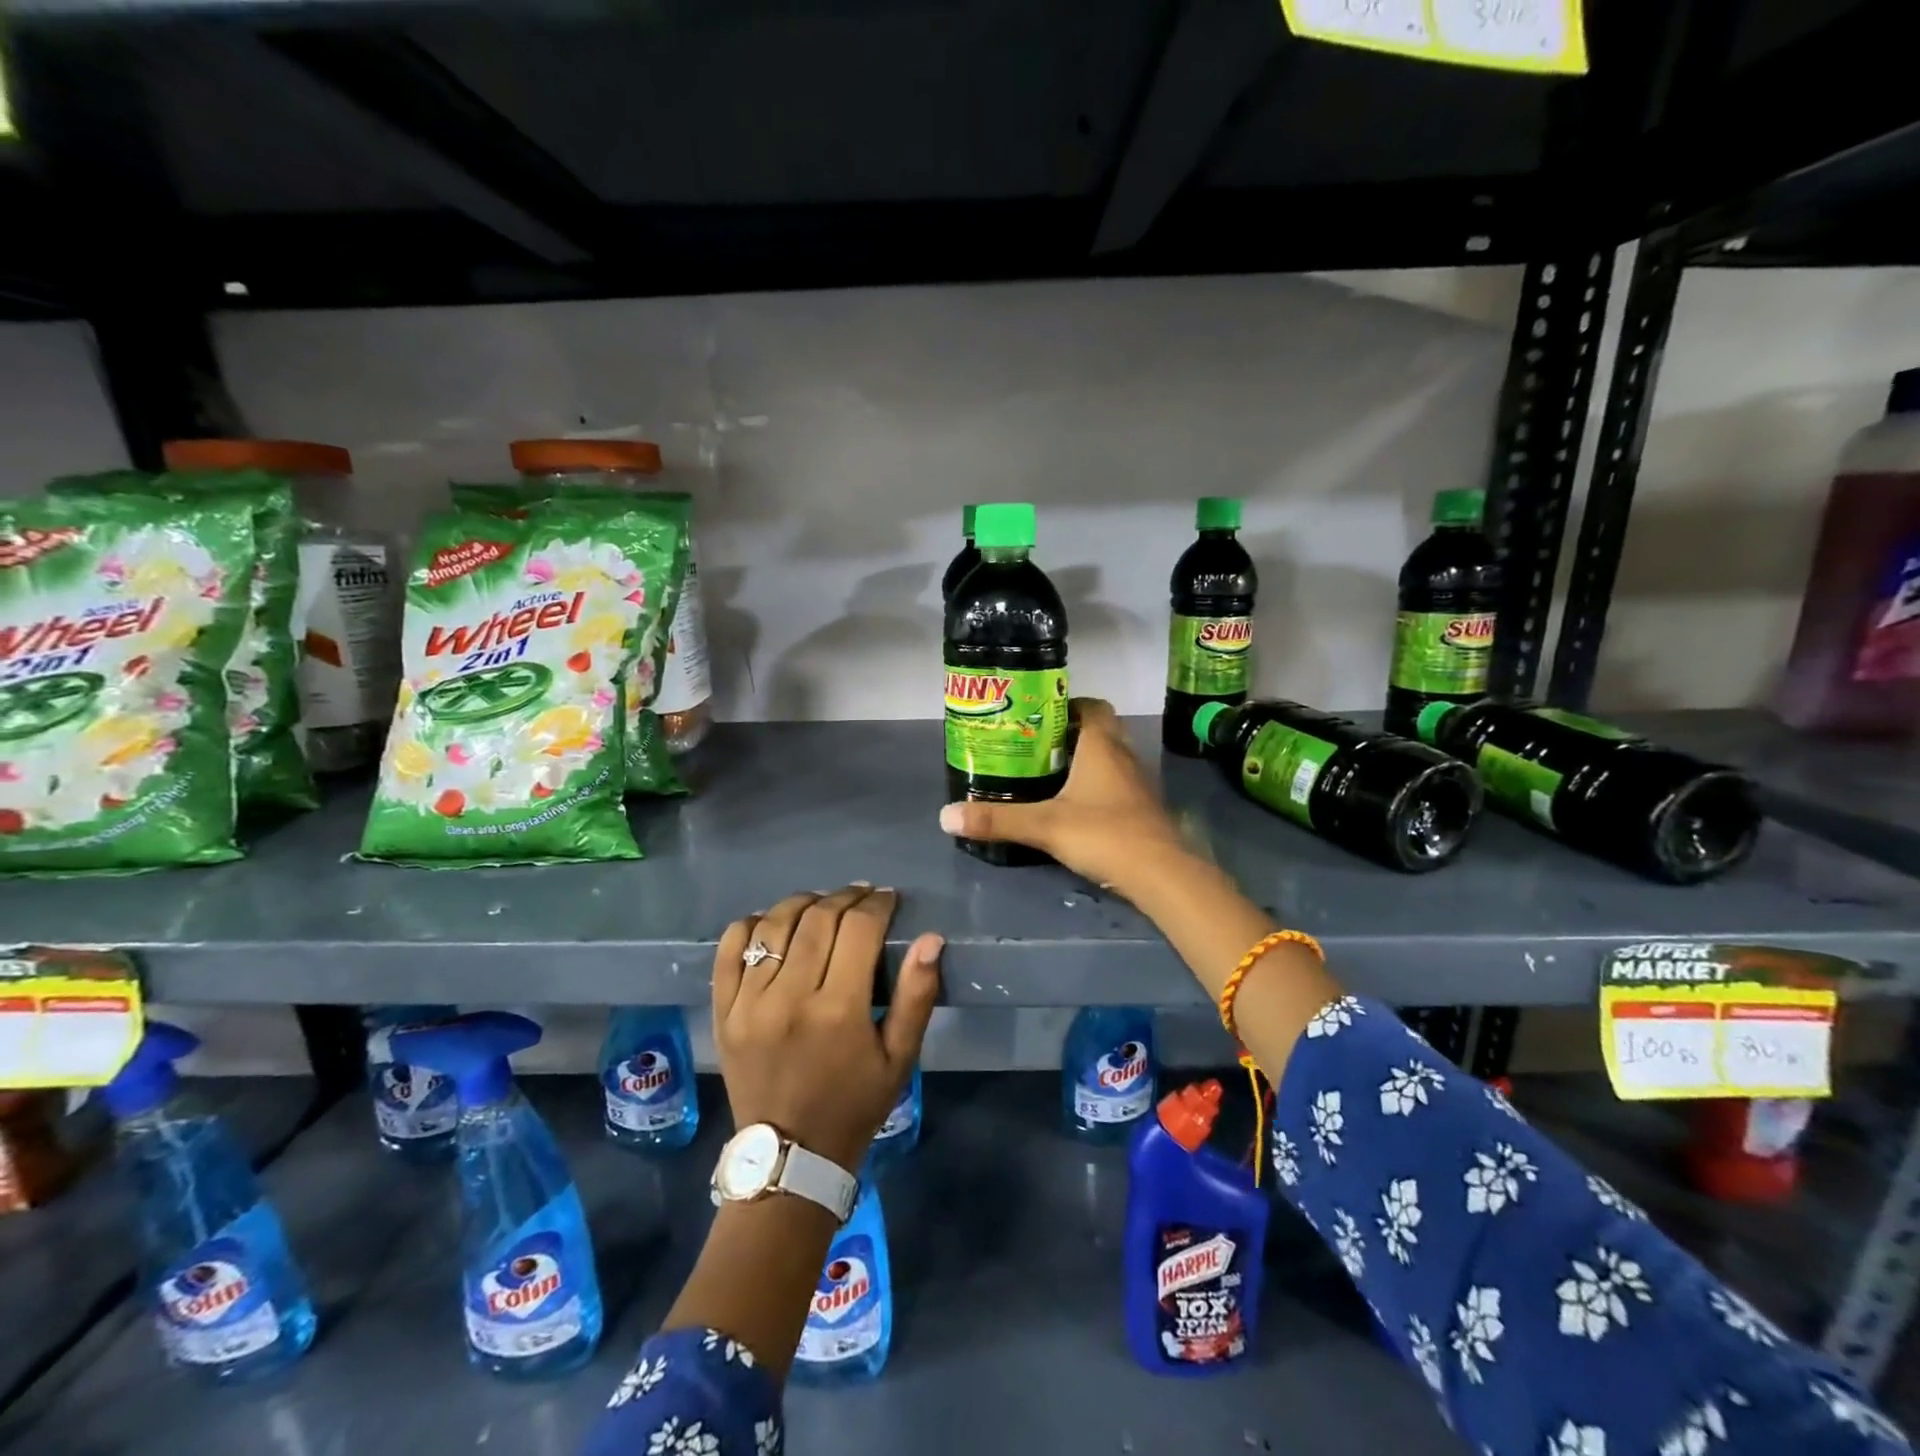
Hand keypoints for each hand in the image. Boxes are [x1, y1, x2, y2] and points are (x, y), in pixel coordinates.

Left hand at [712, 884, 941, 1174]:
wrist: (790, 1157)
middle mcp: (790, 998)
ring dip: (803, 903)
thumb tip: (931, 938)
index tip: (888, 898)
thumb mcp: (900, 1058)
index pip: (858, 929)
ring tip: (822, 903)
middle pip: (818, 919)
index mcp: (838, 1010)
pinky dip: (752, 925)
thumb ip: (917, 995)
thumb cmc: (854, 1105)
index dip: (877, 904)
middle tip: (862, 895)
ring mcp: (749, 1003)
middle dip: (846, 896)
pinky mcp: (724, 1011)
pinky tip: (772, 922)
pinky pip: (730, 949)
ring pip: (774, 925)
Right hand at [938, 698, 1186, 894]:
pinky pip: (1117, 784)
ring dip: (1085, 761)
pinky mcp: (1143, 809)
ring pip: (1110, 758)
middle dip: (1071, 734)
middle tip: (1037, 747)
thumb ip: (997, 820)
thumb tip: (946, 816)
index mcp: (1101, 746)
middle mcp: (1123, 756)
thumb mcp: (1044, 826)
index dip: (1068, 705)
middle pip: (1100, 730)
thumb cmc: (1104, 834)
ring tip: (1049, 775)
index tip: (1039, 716)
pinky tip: (1076, 807)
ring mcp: (1137, 784)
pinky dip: (1098, 787)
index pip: (1092, 707)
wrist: (1161, 874)